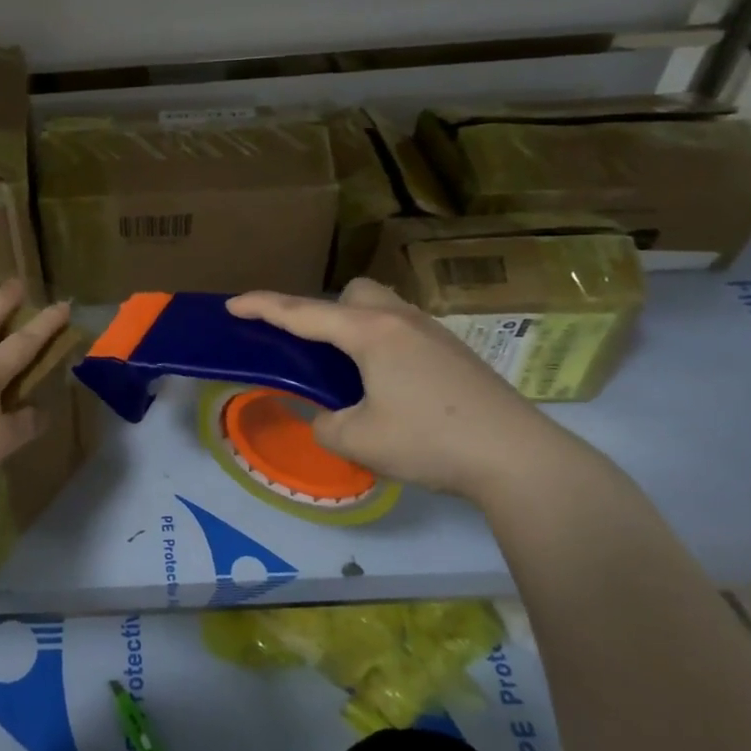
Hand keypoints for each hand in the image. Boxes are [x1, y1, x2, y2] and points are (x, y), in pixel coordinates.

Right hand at [227, 278, 586, 503]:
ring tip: (351, 371)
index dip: (263, 307)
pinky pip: (404, 330)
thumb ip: (325, 422)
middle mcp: (402, 320)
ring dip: (357, 327)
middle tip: (315, 350)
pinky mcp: (455, 352)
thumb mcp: (357, 440)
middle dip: (325, 310)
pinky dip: (383, 345)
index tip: (232, 304)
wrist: (518, 457)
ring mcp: (435, 333)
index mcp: (371, 333)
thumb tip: (330, 415)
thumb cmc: (428, 442)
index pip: (304, 313)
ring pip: (384, 308)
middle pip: (354, 292)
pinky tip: (391, 387)